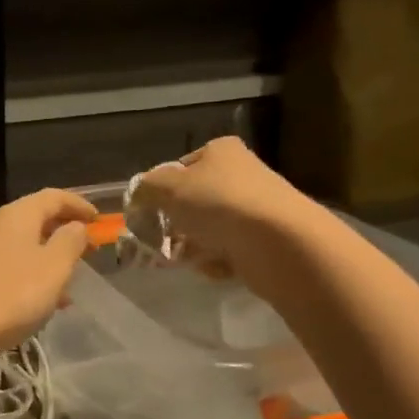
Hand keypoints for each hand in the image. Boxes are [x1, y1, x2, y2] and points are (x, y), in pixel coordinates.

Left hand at [0, 188, 96, 363]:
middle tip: (86, 253)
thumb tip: (75, 226)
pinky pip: (5, 268)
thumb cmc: (9, 296)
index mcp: (16, 215)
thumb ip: (70, 242)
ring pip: (20, 247)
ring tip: (67, 288)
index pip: (53, 197)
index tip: (100, 221)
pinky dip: (27, 278)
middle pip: (34, 220)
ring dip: (46, 261)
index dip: (79, 205)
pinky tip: (36, 305)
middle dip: (62, 235)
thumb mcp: (53, 268)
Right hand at [131, 137, 320, 281]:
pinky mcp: (266, 239)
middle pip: (193, 201)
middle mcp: (241, 174)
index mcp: (220, 152)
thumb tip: (138, 195)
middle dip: (175, 224)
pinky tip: (216, 266)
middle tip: (161, 241)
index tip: (149, 213)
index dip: (160, 191)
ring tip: (187, 258)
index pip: (179, 168)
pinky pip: (229, 250)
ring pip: (208, 228)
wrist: (280, 243)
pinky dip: (217, 261)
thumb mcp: (167, 188)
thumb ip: (145, 189)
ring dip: (193, 245)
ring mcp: (256, 208)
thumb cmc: (219, 204)